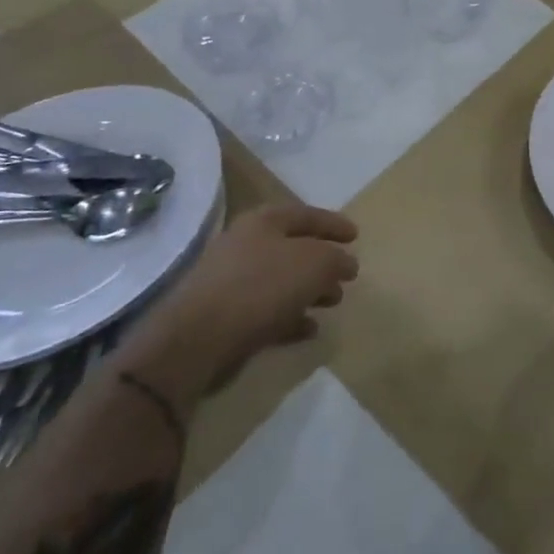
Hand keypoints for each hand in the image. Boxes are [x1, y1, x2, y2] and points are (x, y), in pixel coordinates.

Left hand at [121, 203, 358, 403]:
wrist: (196, 339)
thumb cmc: (261, 287)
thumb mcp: (314, 264)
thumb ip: (335, 260)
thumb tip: (346, 263)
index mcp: (263, 221)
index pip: (306, 214)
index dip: (333, 224)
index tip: (357, 236)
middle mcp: (245, 244)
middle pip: (292, 248)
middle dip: (322, 261)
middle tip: (345, 275)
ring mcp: (230, 281)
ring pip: (280, 281)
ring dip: (308, 291)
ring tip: (332, 303)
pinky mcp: (223, 316)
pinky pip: (266, 311)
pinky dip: (290, 317)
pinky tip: (309, 329)